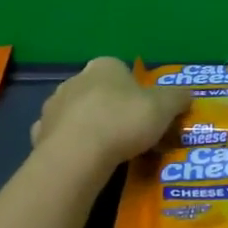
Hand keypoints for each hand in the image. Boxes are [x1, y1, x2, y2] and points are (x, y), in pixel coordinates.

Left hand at [30, 58, 190, 167]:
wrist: (77, 155)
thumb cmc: (123, 121)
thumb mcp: (164, 107)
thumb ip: (178, 98)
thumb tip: (187, 95)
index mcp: (104, 66)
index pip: (122, 71)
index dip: (136, 91)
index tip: (146, 112)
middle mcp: (75, 79)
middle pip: (99, 91)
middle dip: (112, 108)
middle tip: (130, 133)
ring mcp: (53, 106)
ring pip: (77, 113)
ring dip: (90, 126)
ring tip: (108, 151)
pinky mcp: (39, 134)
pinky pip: (61, 137)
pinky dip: (71, 146)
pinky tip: (84, 161)